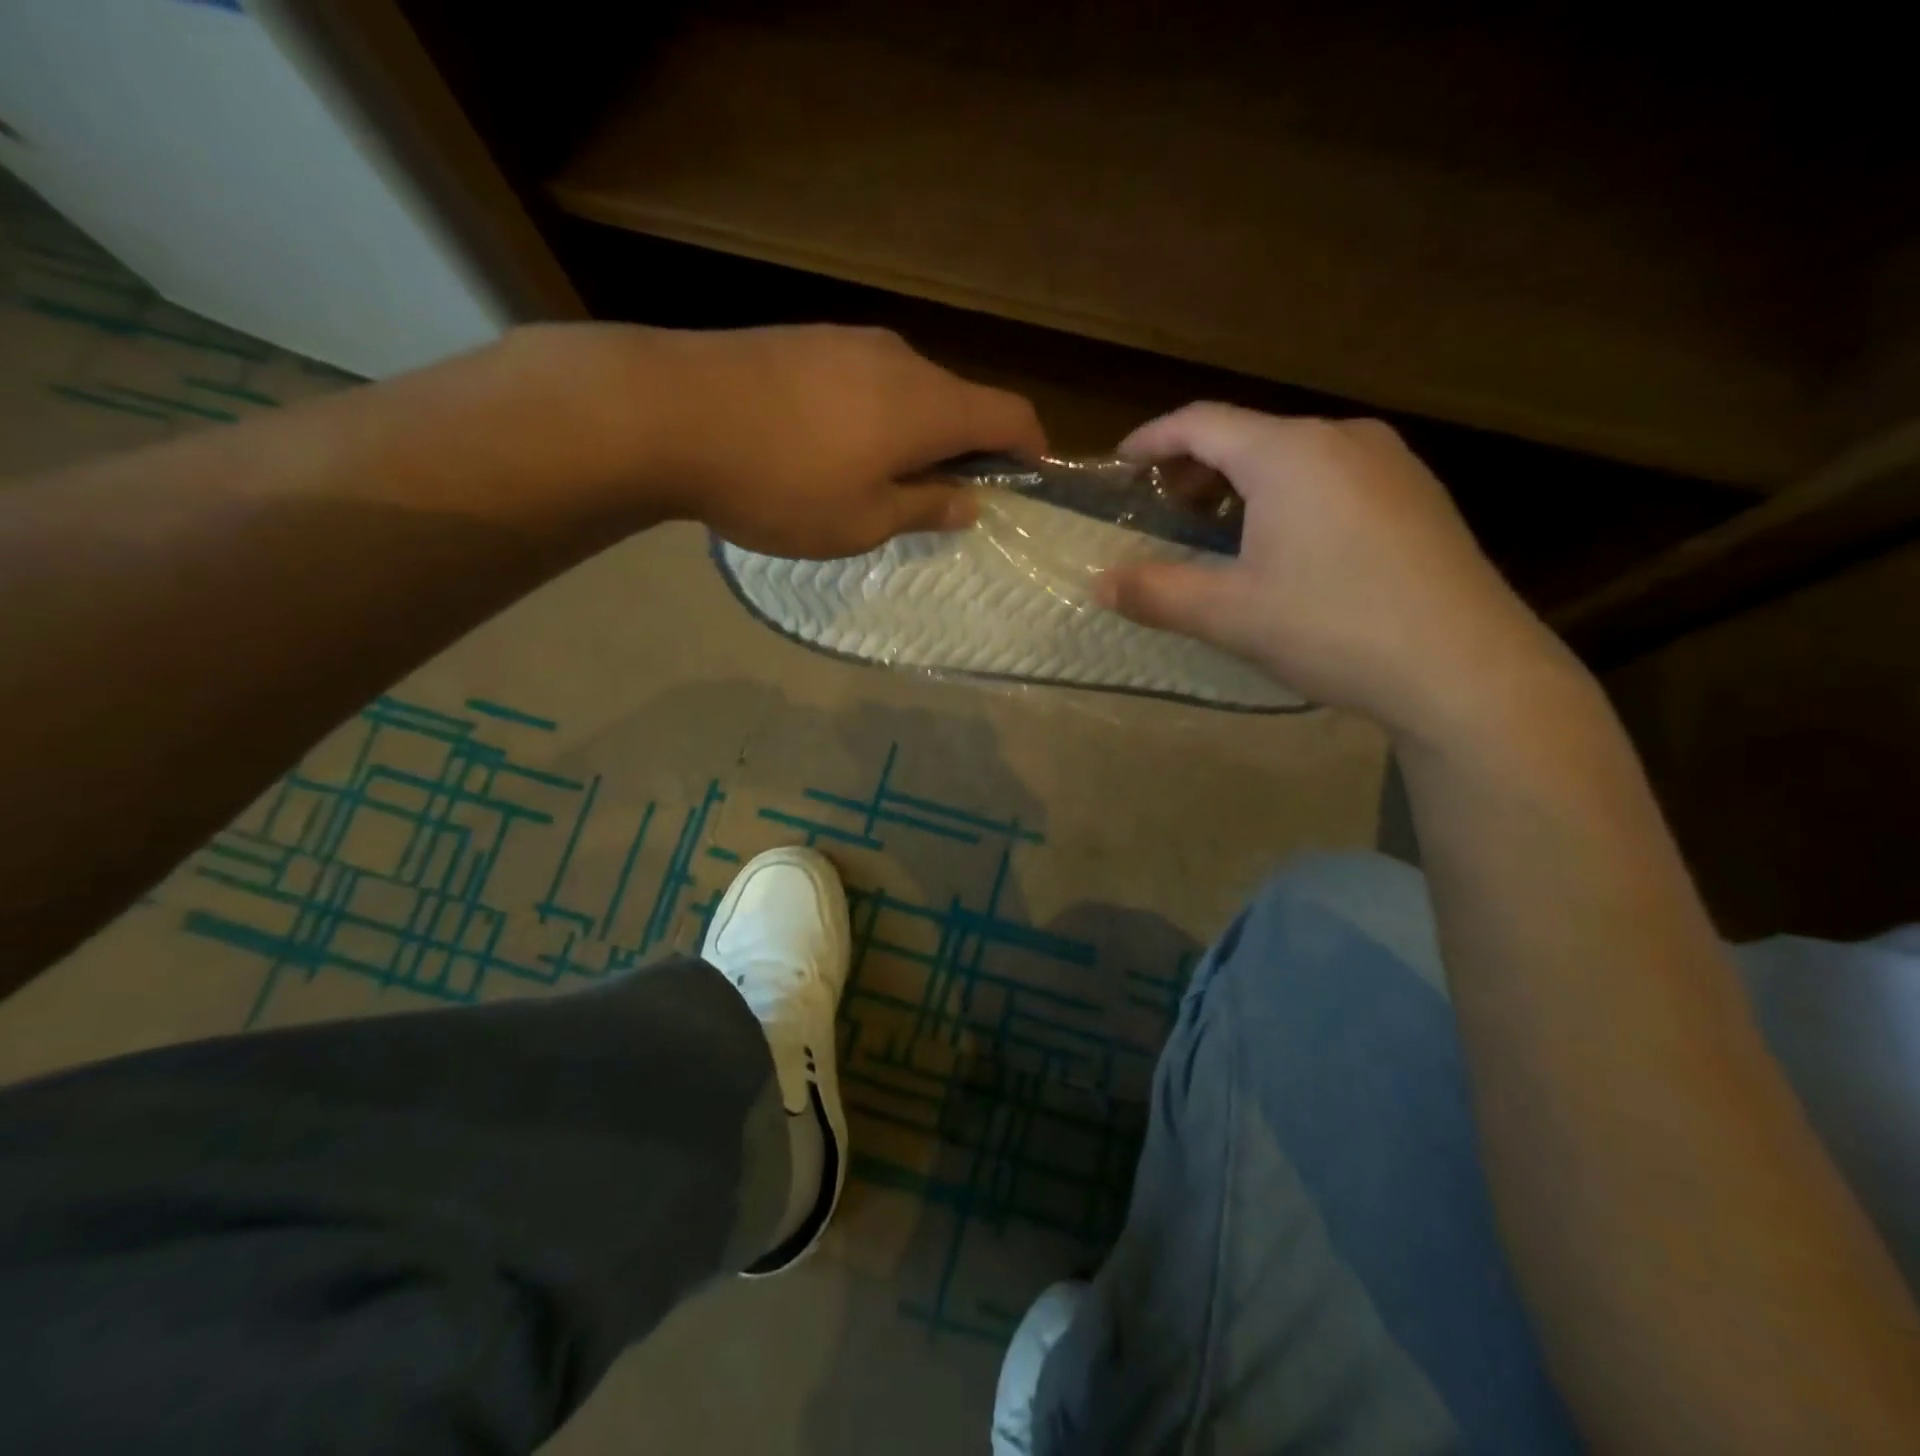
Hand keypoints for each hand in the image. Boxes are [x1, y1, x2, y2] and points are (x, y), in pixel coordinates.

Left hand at [605, 324, 1046, 557]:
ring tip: (881, 480)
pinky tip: (834, 448)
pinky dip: (873, 416)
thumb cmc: (782, 484)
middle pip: (959, 401)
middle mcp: (900, 359)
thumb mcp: (863, 521)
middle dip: (966, 449)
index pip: (1010, 415)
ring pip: (909, 390)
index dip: (1031, 448)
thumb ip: (925, 507)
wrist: (668, 412)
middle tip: (943, 499)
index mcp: (928, 405)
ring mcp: (848, 342)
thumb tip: (970, 501)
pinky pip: (864, 380)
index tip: (1029, 480)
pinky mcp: (804, 340)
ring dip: (915, 434)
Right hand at [1097, 404, 1569, 740]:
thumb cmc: (1333, 627)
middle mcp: (1341, 438)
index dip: (1152, 439)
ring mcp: (1389, 462)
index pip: (1202, 422)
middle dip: (1197, 466)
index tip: (1120, 464)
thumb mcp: (1229, 615)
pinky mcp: (1418, 494)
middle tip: (1165, 510)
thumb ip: (1156, 593)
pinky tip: (1288, 544)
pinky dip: (1290, 494)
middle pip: (1249, 434)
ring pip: (1294, 455)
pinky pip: (1334, 476)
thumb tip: (1099, 585)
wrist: (1464, 666)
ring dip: (1245, 482)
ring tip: (1221, 528)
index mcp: (1289, 453)